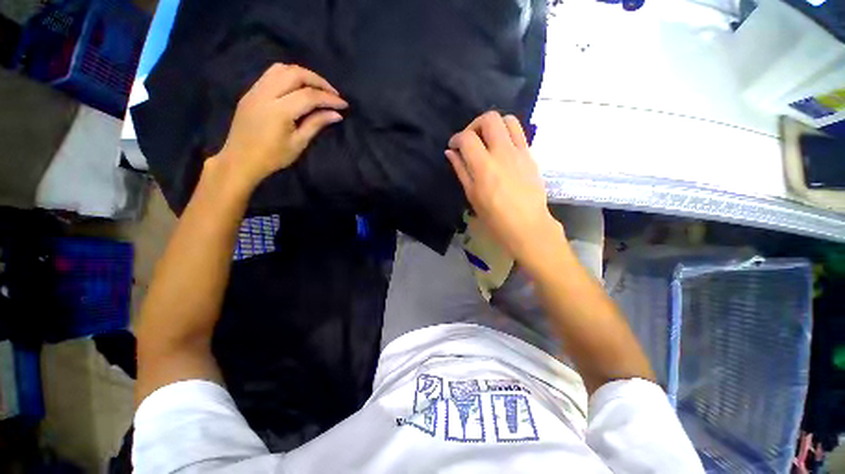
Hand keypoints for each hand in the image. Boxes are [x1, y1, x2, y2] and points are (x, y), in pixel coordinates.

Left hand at [211, 63, 347, 191]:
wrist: (240, 160)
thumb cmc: (273, 157)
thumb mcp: (298, 143)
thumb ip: (316, 124)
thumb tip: (336, 114)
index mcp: (279, 111)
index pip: (309, 96)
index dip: (329, 98)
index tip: (343, 104)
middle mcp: (266, 94)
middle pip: (295, 74)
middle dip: (318, 80)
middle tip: (333, 93)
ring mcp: (255, 90)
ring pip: (281, 68)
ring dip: (303, 74)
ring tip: (317, 87)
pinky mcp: (251, 91)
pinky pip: (271, 74)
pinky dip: (289, 75)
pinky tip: (298, 87)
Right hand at [446, 111, 563, 266]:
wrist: (528, 225)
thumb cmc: (495, 217)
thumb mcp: (472, 196)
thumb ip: (461, 170)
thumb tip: (450, 152)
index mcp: (484, 167)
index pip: (467, 138)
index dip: (456, 138)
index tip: (453, 147)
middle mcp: (502, 153)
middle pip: (489, 119)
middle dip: (474, 125)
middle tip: (470, 140)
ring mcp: (520, 152)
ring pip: (508, 120)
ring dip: (494, 125)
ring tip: (487, 141)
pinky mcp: (530, 155)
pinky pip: (519, 133)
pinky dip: (507, 134)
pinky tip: (502, 150)